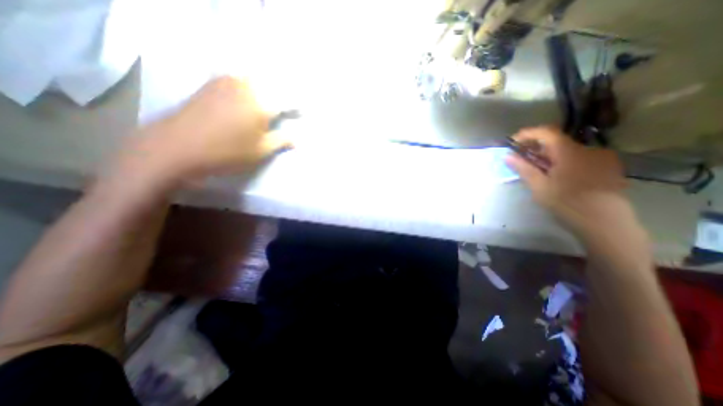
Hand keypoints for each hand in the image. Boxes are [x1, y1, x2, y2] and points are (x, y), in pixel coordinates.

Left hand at [120, 75, 292, 183]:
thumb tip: (297, 140)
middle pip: (272, 84)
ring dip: (266, 88)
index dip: (297, 106)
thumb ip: (281, 141)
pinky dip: (249, 85)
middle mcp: (246, 86)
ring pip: (255, 79)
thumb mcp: (260, 151)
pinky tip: (247, 107)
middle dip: (282, 94)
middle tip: (286, 106)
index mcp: (262, 103)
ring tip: (269, 100)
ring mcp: (227, 81)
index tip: (302, 111)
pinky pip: (238, 79)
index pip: (288, 100)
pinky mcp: (212, 82)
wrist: (177, 146)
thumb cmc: (227, 152)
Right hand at [504, 126, 630, 234]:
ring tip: (539, 170)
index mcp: (569, 152)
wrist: (606, 223)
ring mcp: (601, 157)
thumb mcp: (539, 186)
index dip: (528, 134)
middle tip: (522, 159)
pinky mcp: (609, 167)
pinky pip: (581, 158)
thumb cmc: (567, 203)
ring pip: (569, 150)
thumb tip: (507, 156)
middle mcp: (588, 149)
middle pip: (557, 141)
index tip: (514, 142)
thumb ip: (523, 168)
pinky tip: (559, 176)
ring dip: (550, 156)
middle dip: (536, 147)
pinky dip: (564, 161)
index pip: (546, 132)